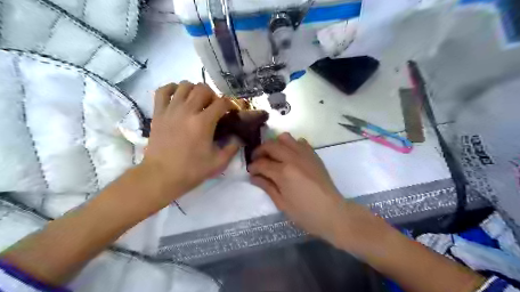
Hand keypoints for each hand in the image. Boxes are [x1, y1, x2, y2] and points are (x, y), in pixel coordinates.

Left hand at [141, 82, 238, 203]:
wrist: (161, 176)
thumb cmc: (191, 170)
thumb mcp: (218, 163)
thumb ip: (232, 148)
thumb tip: (239, 138)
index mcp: (203, 123)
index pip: (221, 103)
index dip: (230, 104)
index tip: (232, 111)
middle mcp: (187, 111)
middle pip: (203, 88)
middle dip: (213, 95)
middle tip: (214, 107)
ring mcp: (171, 110)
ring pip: (184, 85)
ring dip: (194, 90)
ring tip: (197, 102)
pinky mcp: (158, 113)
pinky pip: (163, 90)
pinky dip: (172, 89)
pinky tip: (178, 97)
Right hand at [247, 133, 348, 244]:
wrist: (332, 213)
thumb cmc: (305, 213)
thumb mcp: (281, 203)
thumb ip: (267, 186)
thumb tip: (253, 176)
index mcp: (283, 172)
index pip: (262, 163)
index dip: (253, 166)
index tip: (250, 170)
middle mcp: (293, 158)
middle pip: (271, 145)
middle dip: (260, 151)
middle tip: (257, 160)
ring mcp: (305, 154)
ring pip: (285, 138)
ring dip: (275, 144)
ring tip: (273, 155)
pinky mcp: (314, 155)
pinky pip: (300, 142)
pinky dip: (291, 145)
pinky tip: (290, 156)